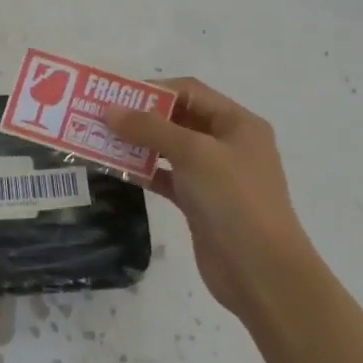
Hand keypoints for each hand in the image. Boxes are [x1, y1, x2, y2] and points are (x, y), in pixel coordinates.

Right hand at [103, 77, 313, 318]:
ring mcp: (215, 176)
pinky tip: (117, 170)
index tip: (115, 96)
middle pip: (179, 119)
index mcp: (238, 123)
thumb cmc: (233, 200)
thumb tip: (110, 110)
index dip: (153, 90)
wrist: (261, 272)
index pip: (190, 92)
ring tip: (101, 141)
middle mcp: (228, 144)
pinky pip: (168, 178)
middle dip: (142, 117)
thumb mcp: (193, 153)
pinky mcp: (201, 204)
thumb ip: (150, 128)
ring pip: (171, 149)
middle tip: (101, 118)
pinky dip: (145, 172)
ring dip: (139, 144)